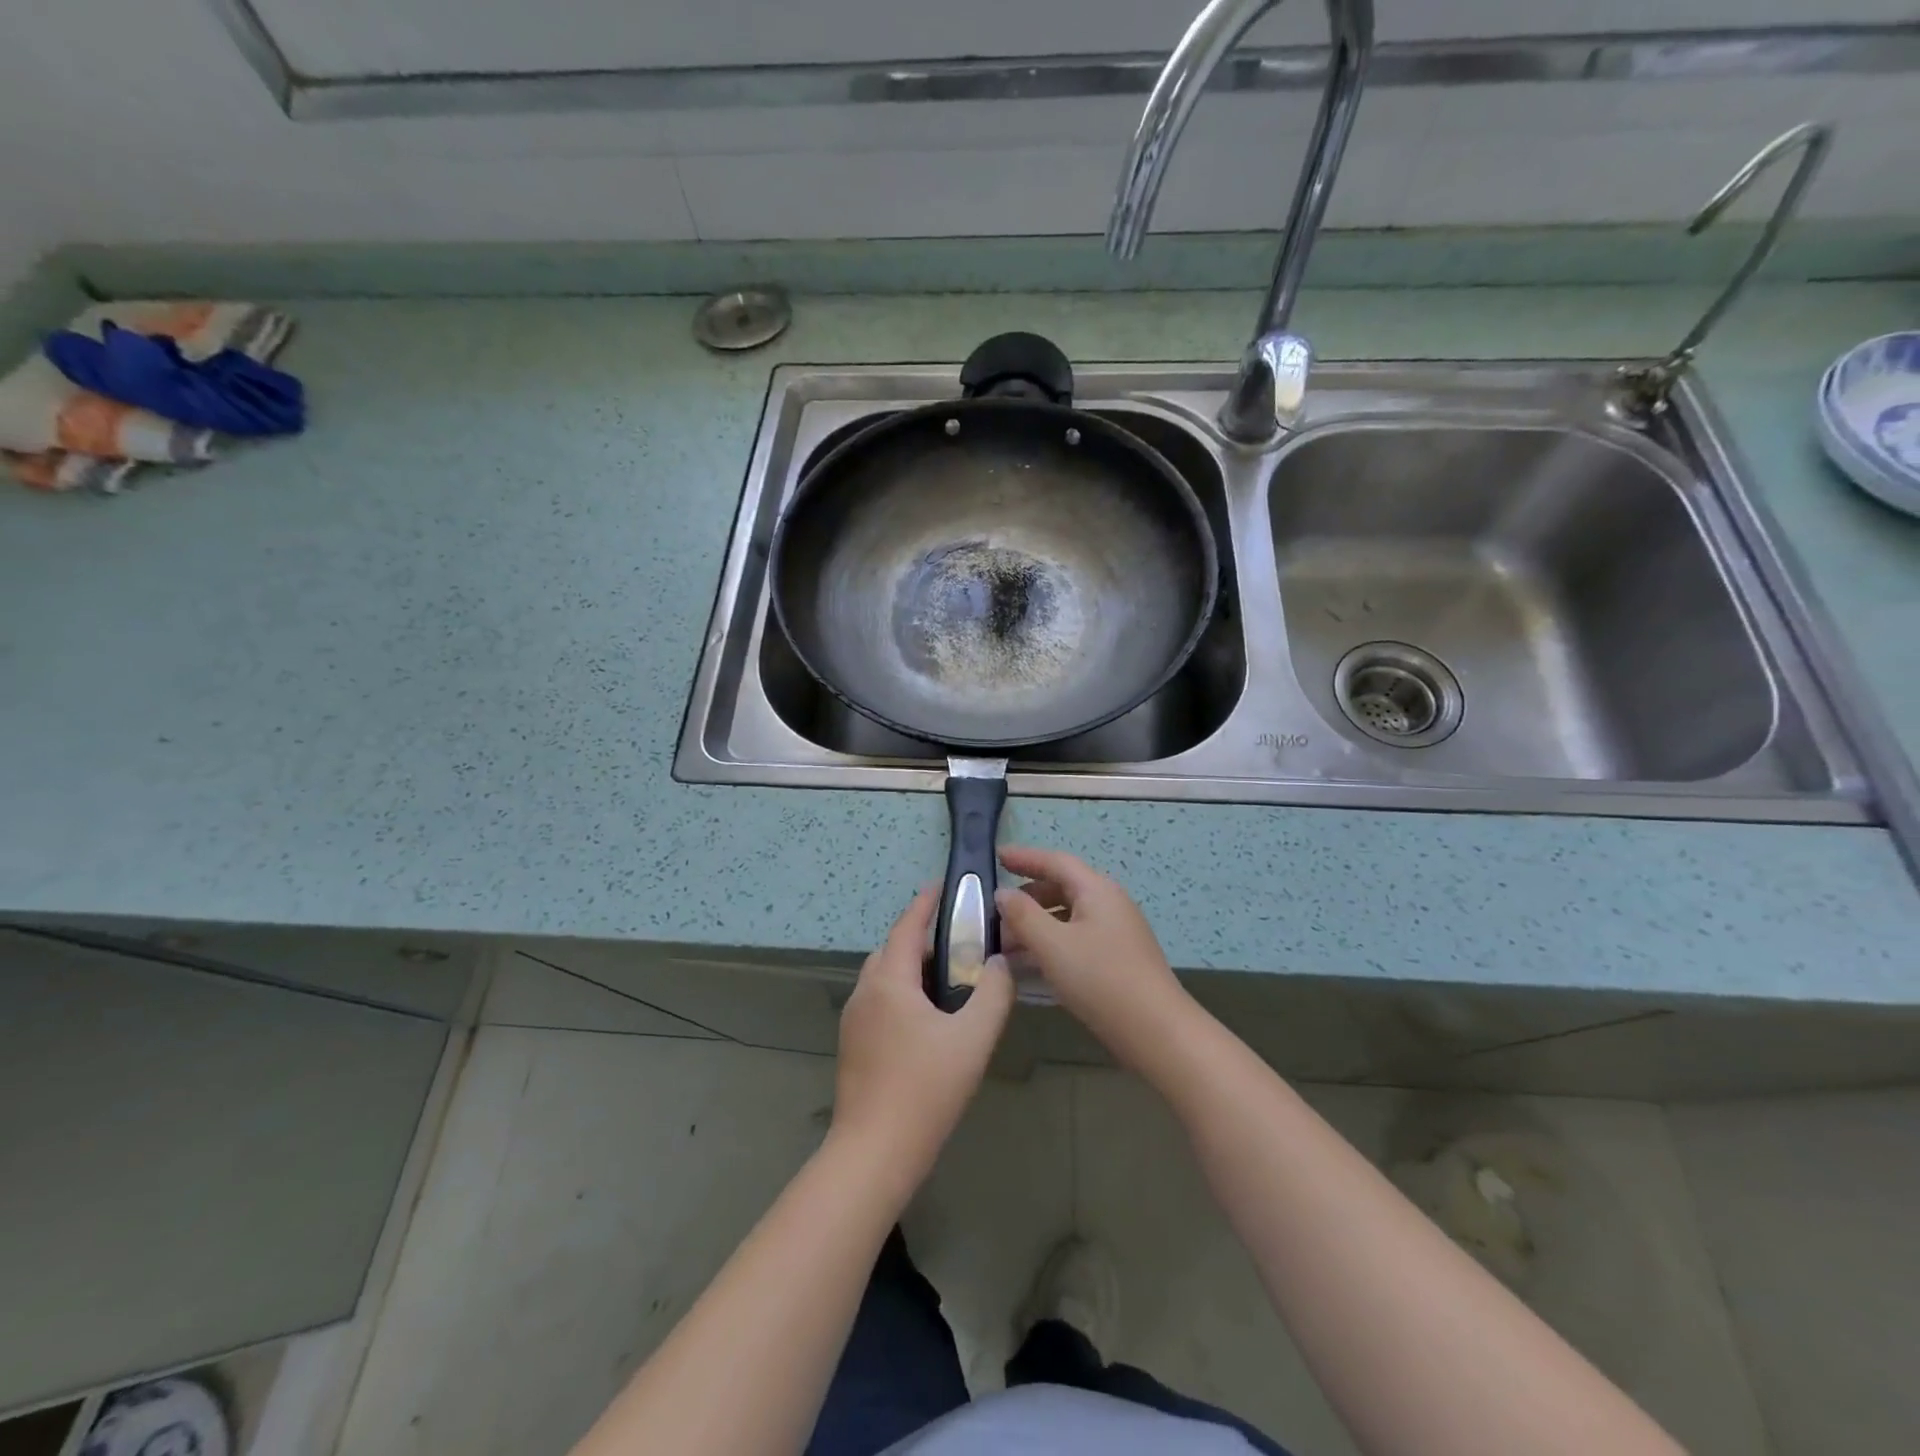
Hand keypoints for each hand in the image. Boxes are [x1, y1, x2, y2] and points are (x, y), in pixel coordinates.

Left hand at [831, 887, 1014, 1191]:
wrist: (874, 1153)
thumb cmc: (925, 1089)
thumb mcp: (973, 1039)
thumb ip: (993, 994)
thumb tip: (998, 963)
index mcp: (888, 982)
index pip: (906, 927)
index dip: (925, 903)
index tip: (943, 885)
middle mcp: (865, 993)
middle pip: (891, 950)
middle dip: (920, 938)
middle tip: (957, 941)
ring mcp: (854, 1021)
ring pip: (883, 978)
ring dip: (910, 967)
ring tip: (948, 978)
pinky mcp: (853, 1045)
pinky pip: (879, 1001)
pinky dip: (901, 992)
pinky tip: (928, 1017)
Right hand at [995, 846, 1197, 1074]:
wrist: (1156, 1031)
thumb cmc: (1101, 979)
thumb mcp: (1052, 945)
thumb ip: (1023, 915)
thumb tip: (1003, 893)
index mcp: (1097, 890)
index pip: (1055, 862)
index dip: (1024, 857)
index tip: (996, 856)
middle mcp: (1109, 903)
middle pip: (1062, 887)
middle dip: (1027, 897)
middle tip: (995, 911)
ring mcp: (1116, 932)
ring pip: (1068, 916)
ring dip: (1036, 924)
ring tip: (1005, 943)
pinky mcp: (1117, 958)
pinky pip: (1076, 938)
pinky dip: (1051, 943)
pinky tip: (1031, 964)